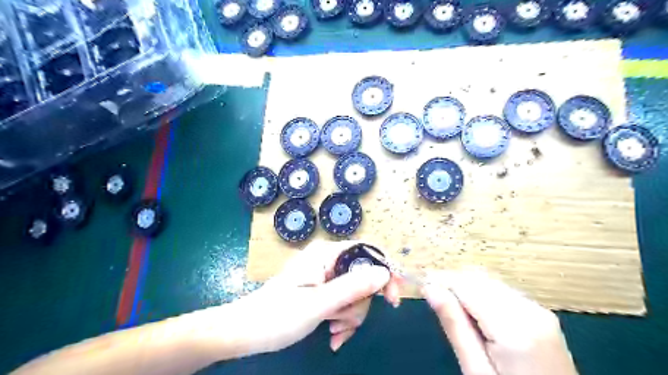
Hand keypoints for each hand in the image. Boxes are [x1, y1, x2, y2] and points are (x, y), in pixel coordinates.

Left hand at [233, 242, 397, 354]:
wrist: (245, 332)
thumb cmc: (277, 316)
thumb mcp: (318, 303)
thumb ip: (352, 286)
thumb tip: (384, 272)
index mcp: (326, 254)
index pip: (367, 251)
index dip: (384, 272)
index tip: (393, 299)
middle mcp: (327, 260)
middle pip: (363, 277)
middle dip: (358, 305)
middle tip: (343, 324)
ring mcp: (324, 275)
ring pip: (354, 293)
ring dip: (349, 317)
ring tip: (332, 332)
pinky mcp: (321, 289)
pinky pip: (343, 301)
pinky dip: (342, 319)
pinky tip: (332, 335)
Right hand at [422, 271, 579, 373]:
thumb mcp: (476, 371)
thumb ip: (455, 325)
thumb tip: (430, 289)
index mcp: (515, 328)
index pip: (468, 285)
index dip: (441, 280)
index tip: (422, 284)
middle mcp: (530, 310)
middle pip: (480, 279)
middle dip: (453, 282)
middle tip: (433, 298)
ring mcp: (539, 310)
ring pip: (490, 282)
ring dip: (466, 288)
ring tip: (451, 308)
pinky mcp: (541, 314)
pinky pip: (502, 292)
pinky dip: (482, 294)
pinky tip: (474, 313)